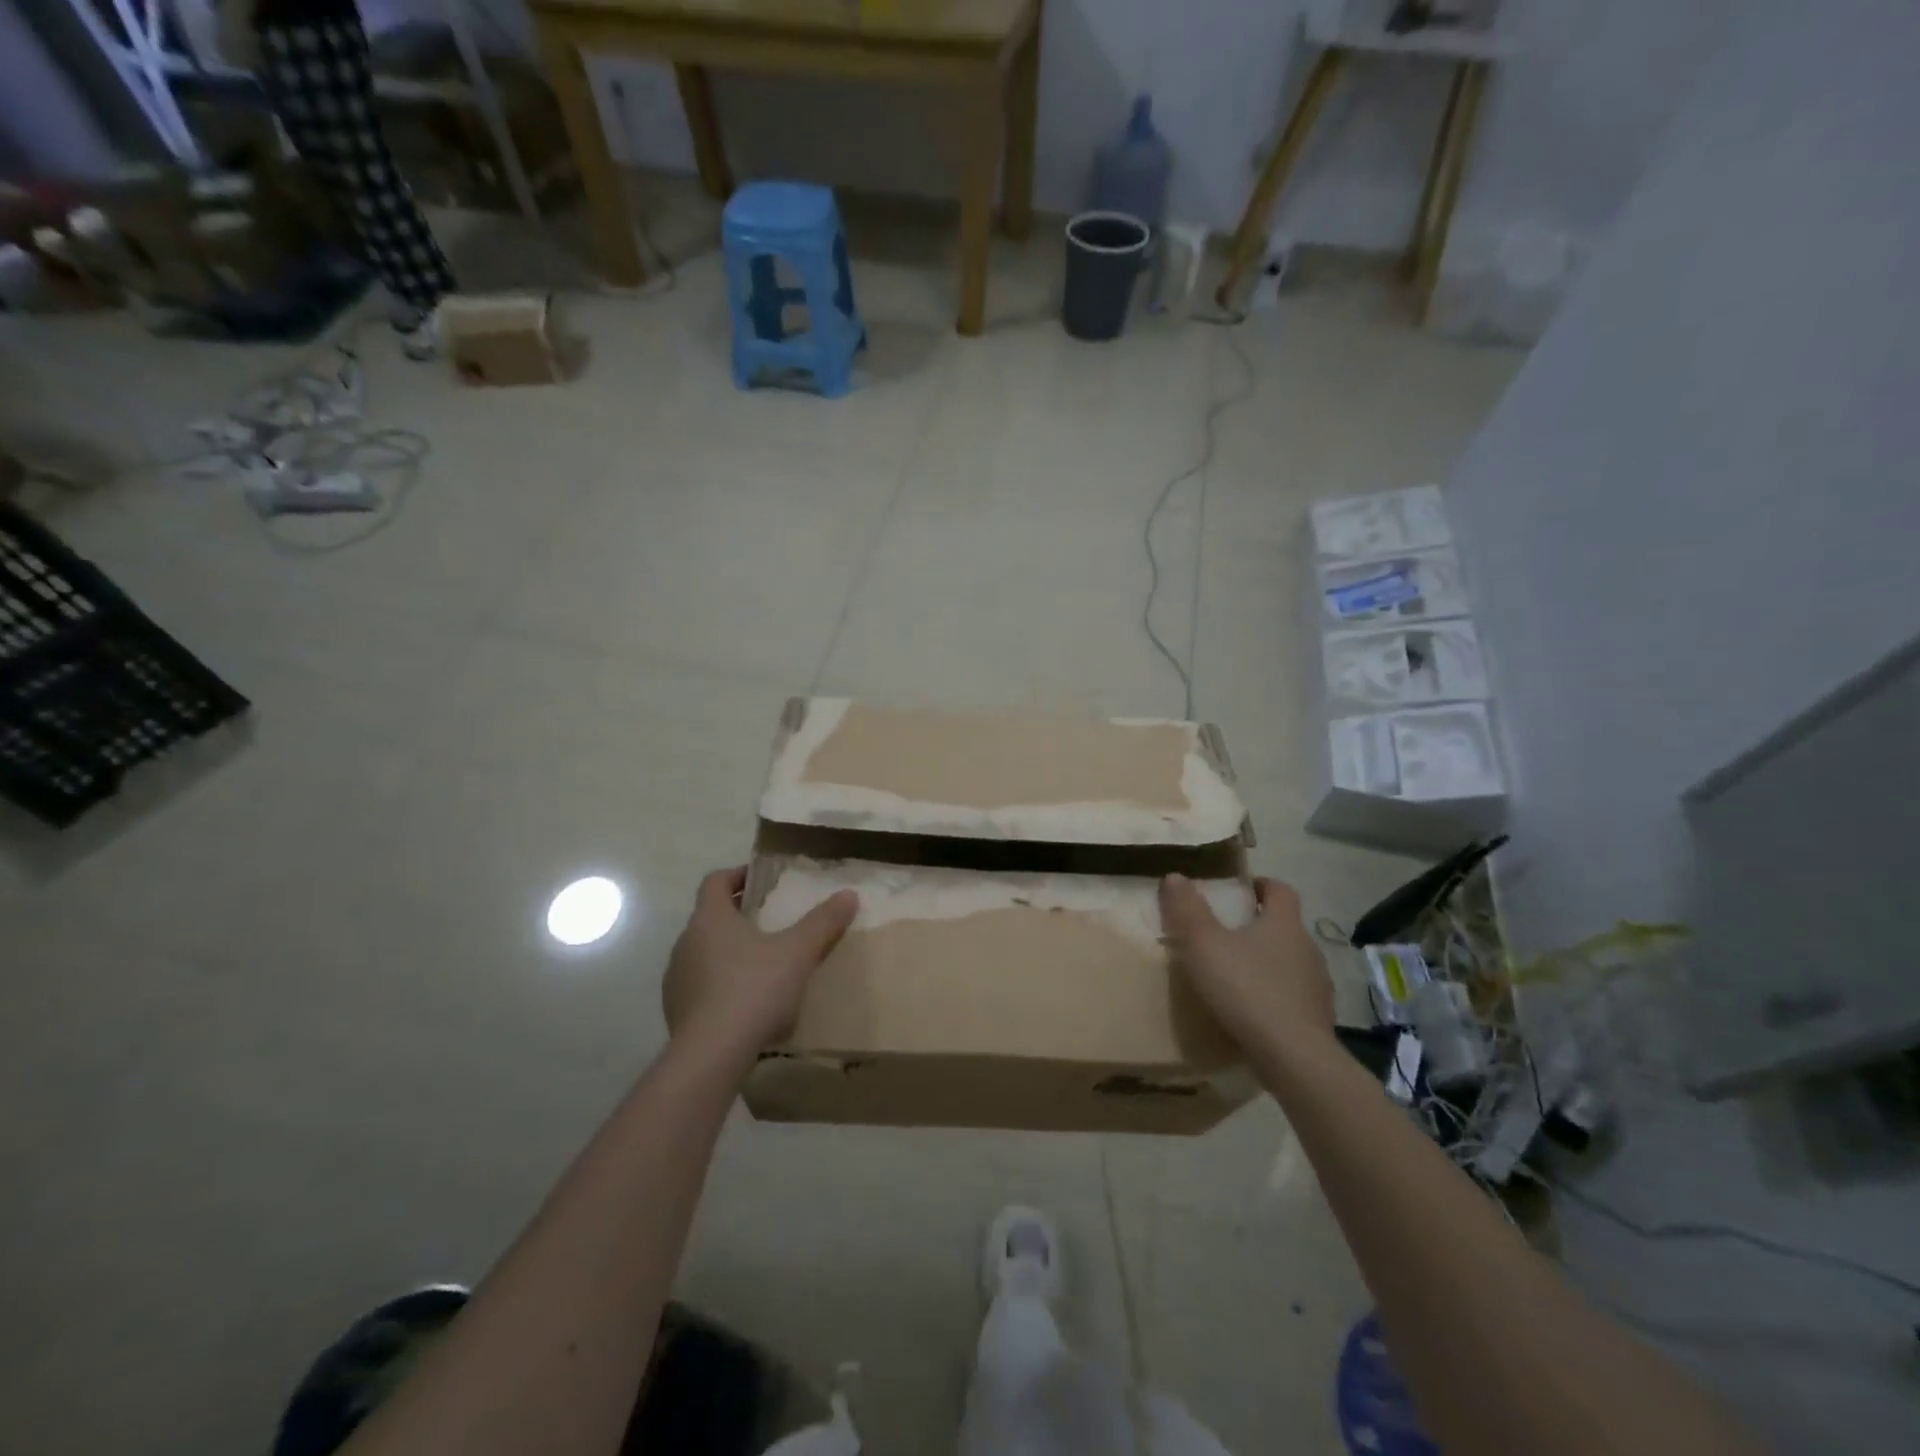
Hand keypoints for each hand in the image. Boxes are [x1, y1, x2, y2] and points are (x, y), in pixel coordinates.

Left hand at [662, 867, 858, 1062]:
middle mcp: (686, 942)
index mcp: (710, 919)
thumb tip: (849, 894)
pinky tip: (747, 1002)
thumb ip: (823, 922)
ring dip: (729, 951)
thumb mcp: (798, 952)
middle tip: (772, 921)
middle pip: (710, 916)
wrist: (711, 1056)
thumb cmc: (754, 989)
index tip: (762, 880)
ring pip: (704, 952)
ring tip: (763, 964)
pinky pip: (701, 985)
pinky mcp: (676, 1011)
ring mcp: (676, 978)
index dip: (738, 875)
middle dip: (739, 915)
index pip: (715, 881)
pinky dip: (721, 983)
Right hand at [1159, 873, 1334, 1055]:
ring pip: (1290, 963)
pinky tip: (1251, 1013)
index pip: (1280, 890)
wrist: (1293, 1057)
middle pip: (1285, 927)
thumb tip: (1175, 876)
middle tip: (1225, 935)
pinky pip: (1292, 998)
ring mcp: (1317, 987)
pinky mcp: (1317, 1021)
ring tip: (1235, 977)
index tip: (1239, 889)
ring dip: (1266, 964)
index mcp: (1284, 923)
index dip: (1260, 885)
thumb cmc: (1246, 989)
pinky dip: (1274, 998)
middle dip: (1258, 927)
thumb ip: (1187, 910)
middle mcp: (1307, 948)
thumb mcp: (1203, 945)